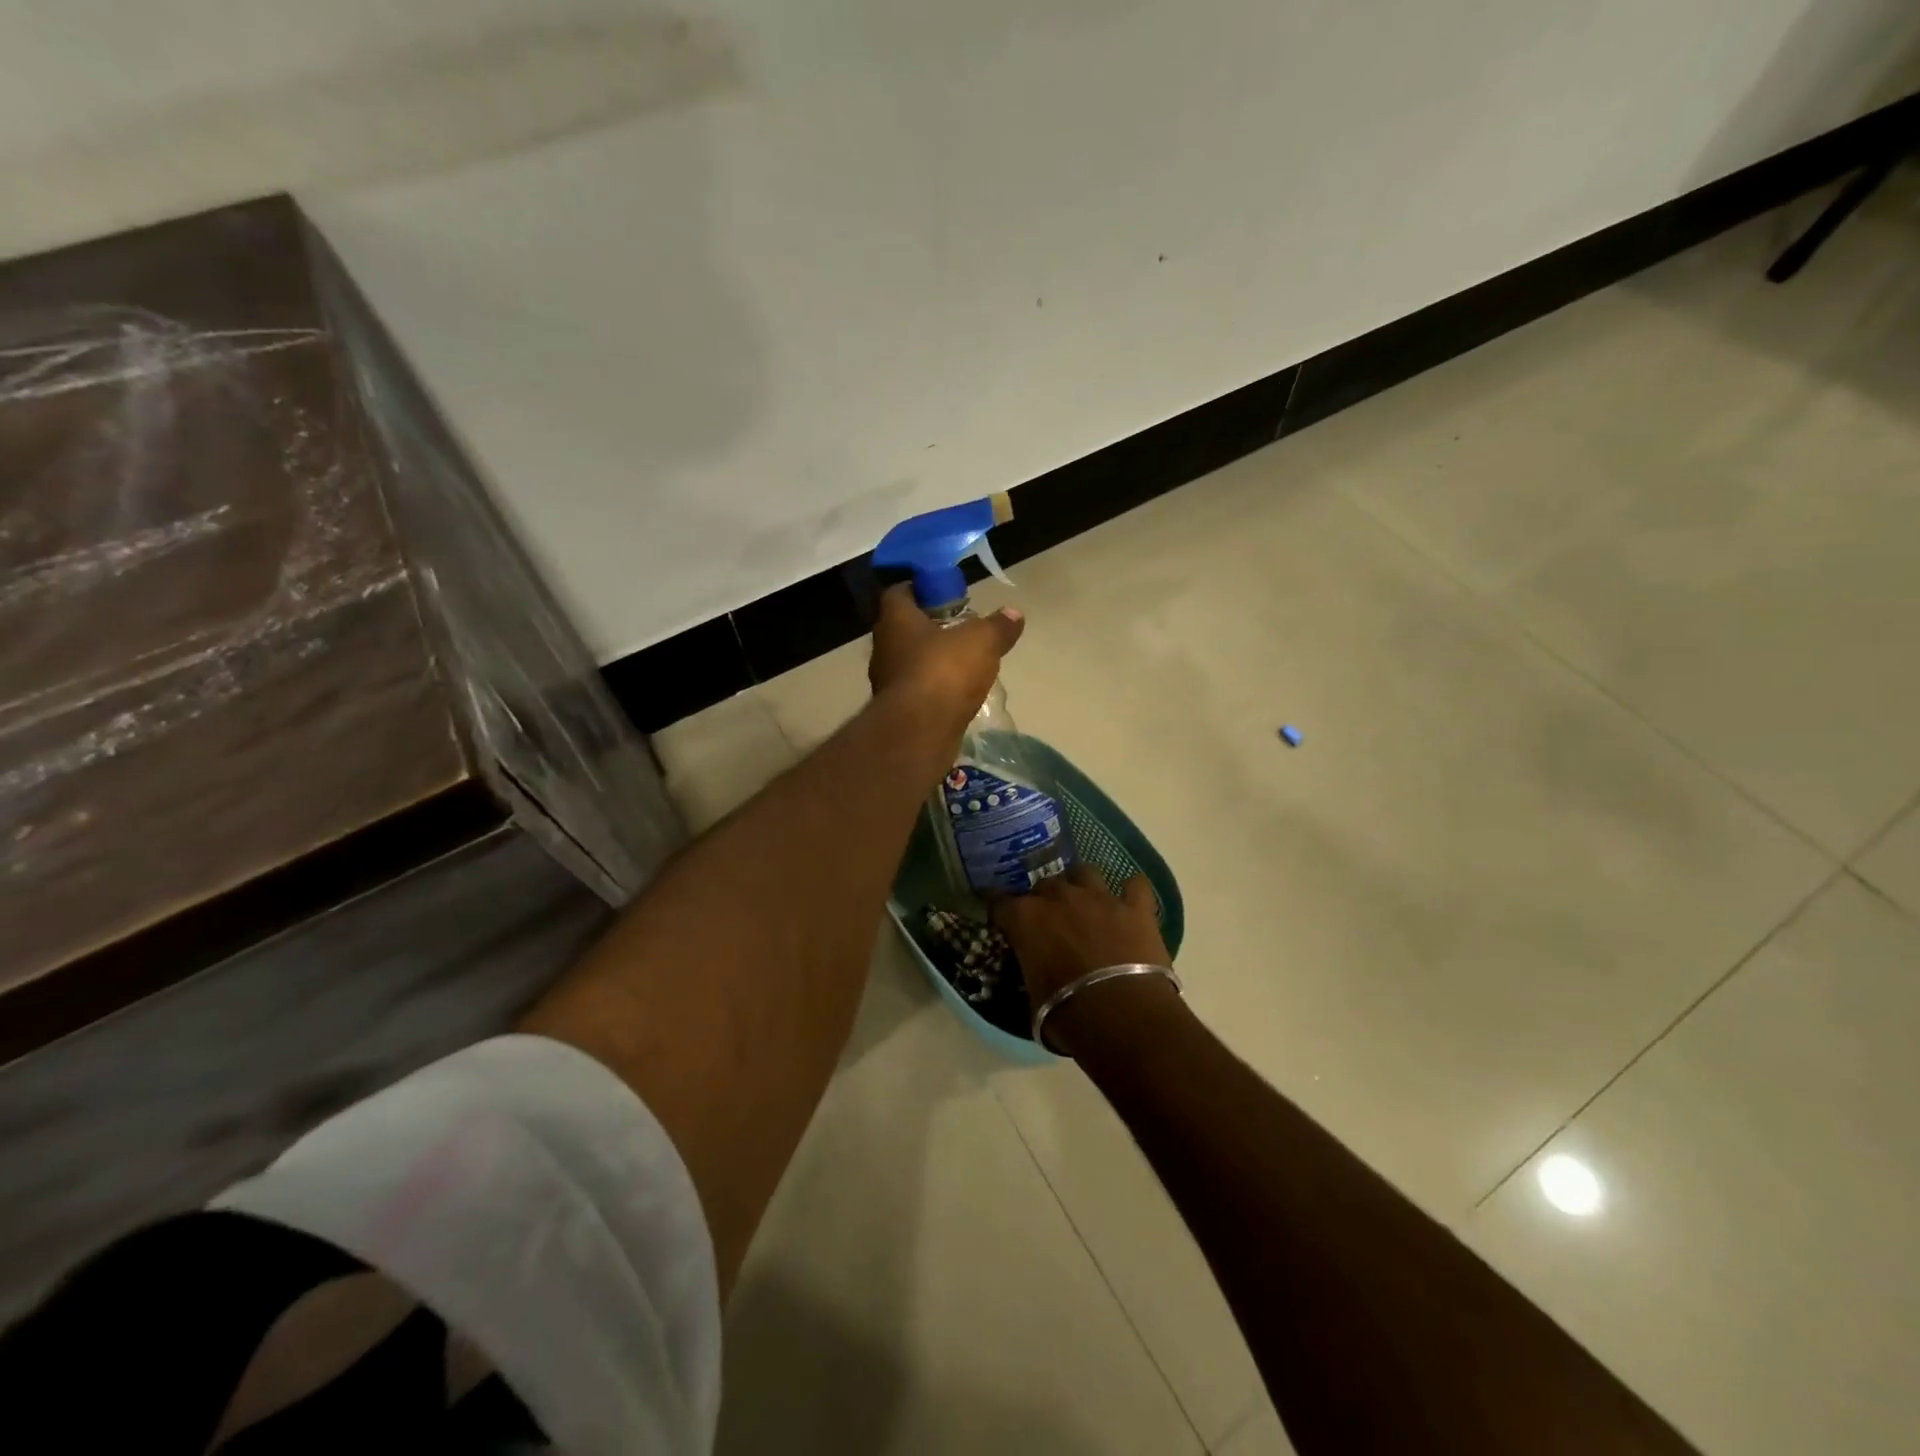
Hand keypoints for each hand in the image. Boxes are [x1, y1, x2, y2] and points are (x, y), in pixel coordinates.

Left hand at [868, 583, 1023, 730]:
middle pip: (903, 628)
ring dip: (931, 660)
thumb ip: (997, 626)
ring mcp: (888, 682)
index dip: (919, 589)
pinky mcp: (898, 711)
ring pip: (909, 662)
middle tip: (959, 628)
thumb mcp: (982, 641)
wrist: (920, 731)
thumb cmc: (944, 671)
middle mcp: (884, 648)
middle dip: (929, 627)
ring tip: (963, 662)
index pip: (898, 592)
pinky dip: (934, 689)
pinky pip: (917, 691)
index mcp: (895, 620)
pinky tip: (957, 693)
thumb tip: (1014, 613)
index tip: (943, 593)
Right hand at [991, 865, 1177, 1052]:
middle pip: (1044, 884)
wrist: (1123, 1017)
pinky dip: (1132, 892)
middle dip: (1044, 899)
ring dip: (1081, 885)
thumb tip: (1037, 972)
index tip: (1000, 916)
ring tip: (1085, 903)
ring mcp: (1100, 897)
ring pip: (1085, 872)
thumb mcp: (1034, 997)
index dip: (999, 908)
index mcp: (1026, 918)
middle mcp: (1060, 897)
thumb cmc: (1067, 1014)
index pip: (1000, 901)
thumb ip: (1032, 971)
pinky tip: (1131, 902)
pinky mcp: (1136, 908)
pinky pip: (1135, 885)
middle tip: (1049, 921)